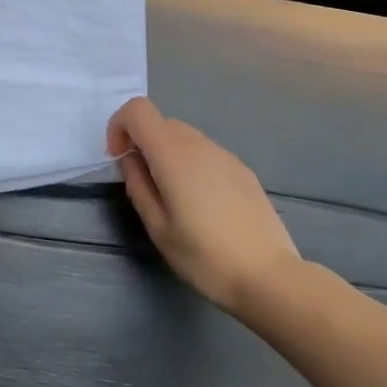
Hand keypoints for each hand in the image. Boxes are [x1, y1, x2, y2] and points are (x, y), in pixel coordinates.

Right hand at [107, 96, 301, 315]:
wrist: (268, 276)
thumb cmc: (204, 255)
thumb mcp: (157, 227)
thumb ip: (137, 185)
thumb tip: (131, 159)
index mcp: (173, 154)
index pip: (138, 109)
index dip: (120, 126)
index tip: (119, 159)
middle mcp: (199, 144)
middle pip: (160, 122)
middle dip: (143, 143)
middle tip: (144, 185)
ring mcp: (225, 154)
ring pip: (184, 137)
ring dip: (168, 154)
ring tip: (174, 198)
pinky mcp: (243, 169)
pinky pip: (206, 153)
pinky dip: (192, 164)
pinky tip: (203, 205)